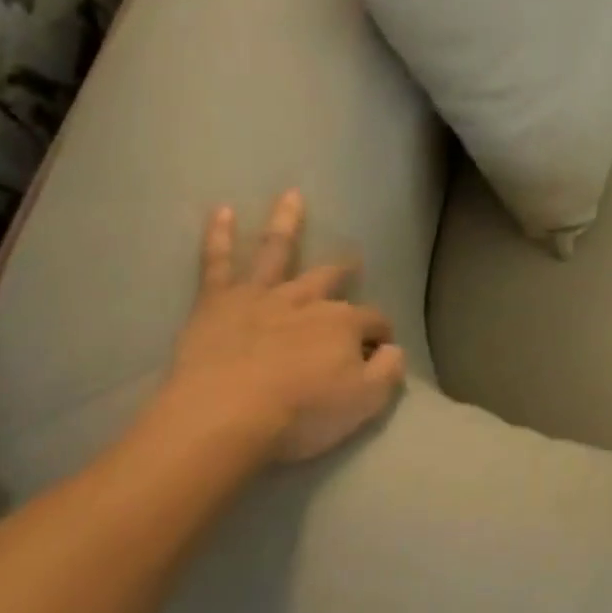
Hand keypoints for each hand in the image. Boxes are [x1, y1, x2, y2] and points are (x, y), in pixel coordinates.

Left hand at [145, 191, 405, 469]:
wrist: (225, 416)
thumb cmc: (299, 414)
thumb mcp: (364, 403)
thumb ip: (387, 372)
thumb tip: (394, 350)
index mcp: (344, 324)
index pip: (374, 321)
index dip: (381, 335)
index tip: (381, 351)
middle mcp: (307, 300)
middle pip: (329, 279)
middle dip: (343, 270)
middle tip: (352, 263)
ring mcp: (262, 296)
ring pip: (277, 251)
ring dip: (286, 222)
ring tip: (291, 196)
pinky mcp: (218, 303)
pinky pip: (217, 264)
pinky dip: (219, 236)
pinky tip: (222, 210)